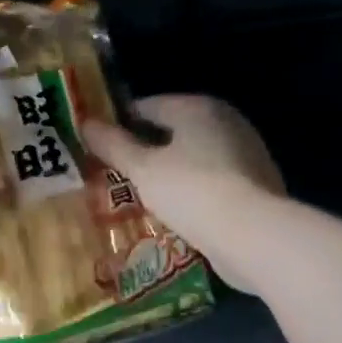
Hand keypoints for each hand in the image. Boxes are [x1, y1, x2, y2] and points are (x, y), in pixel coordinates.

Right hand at [83, 95, 284, 292]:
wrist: (255, 236)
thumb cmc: (191, 191)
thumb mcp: (142, 169)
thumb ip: (113, 145)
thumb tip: (85, 122)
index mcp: (197, 107)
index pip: (146, 106)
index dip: (117, 124)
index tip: (97, 147)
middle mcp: (225, 120)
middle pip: (171, 130)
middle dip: (143, 149)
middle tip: (113, 173)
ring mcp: (246, 152)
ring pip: (192, 156)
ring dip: (168, 171)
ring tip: (139, 196)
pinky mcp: (256, 184)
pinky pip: (211, 179)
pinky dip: (191, 190)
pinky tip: (174, 211)